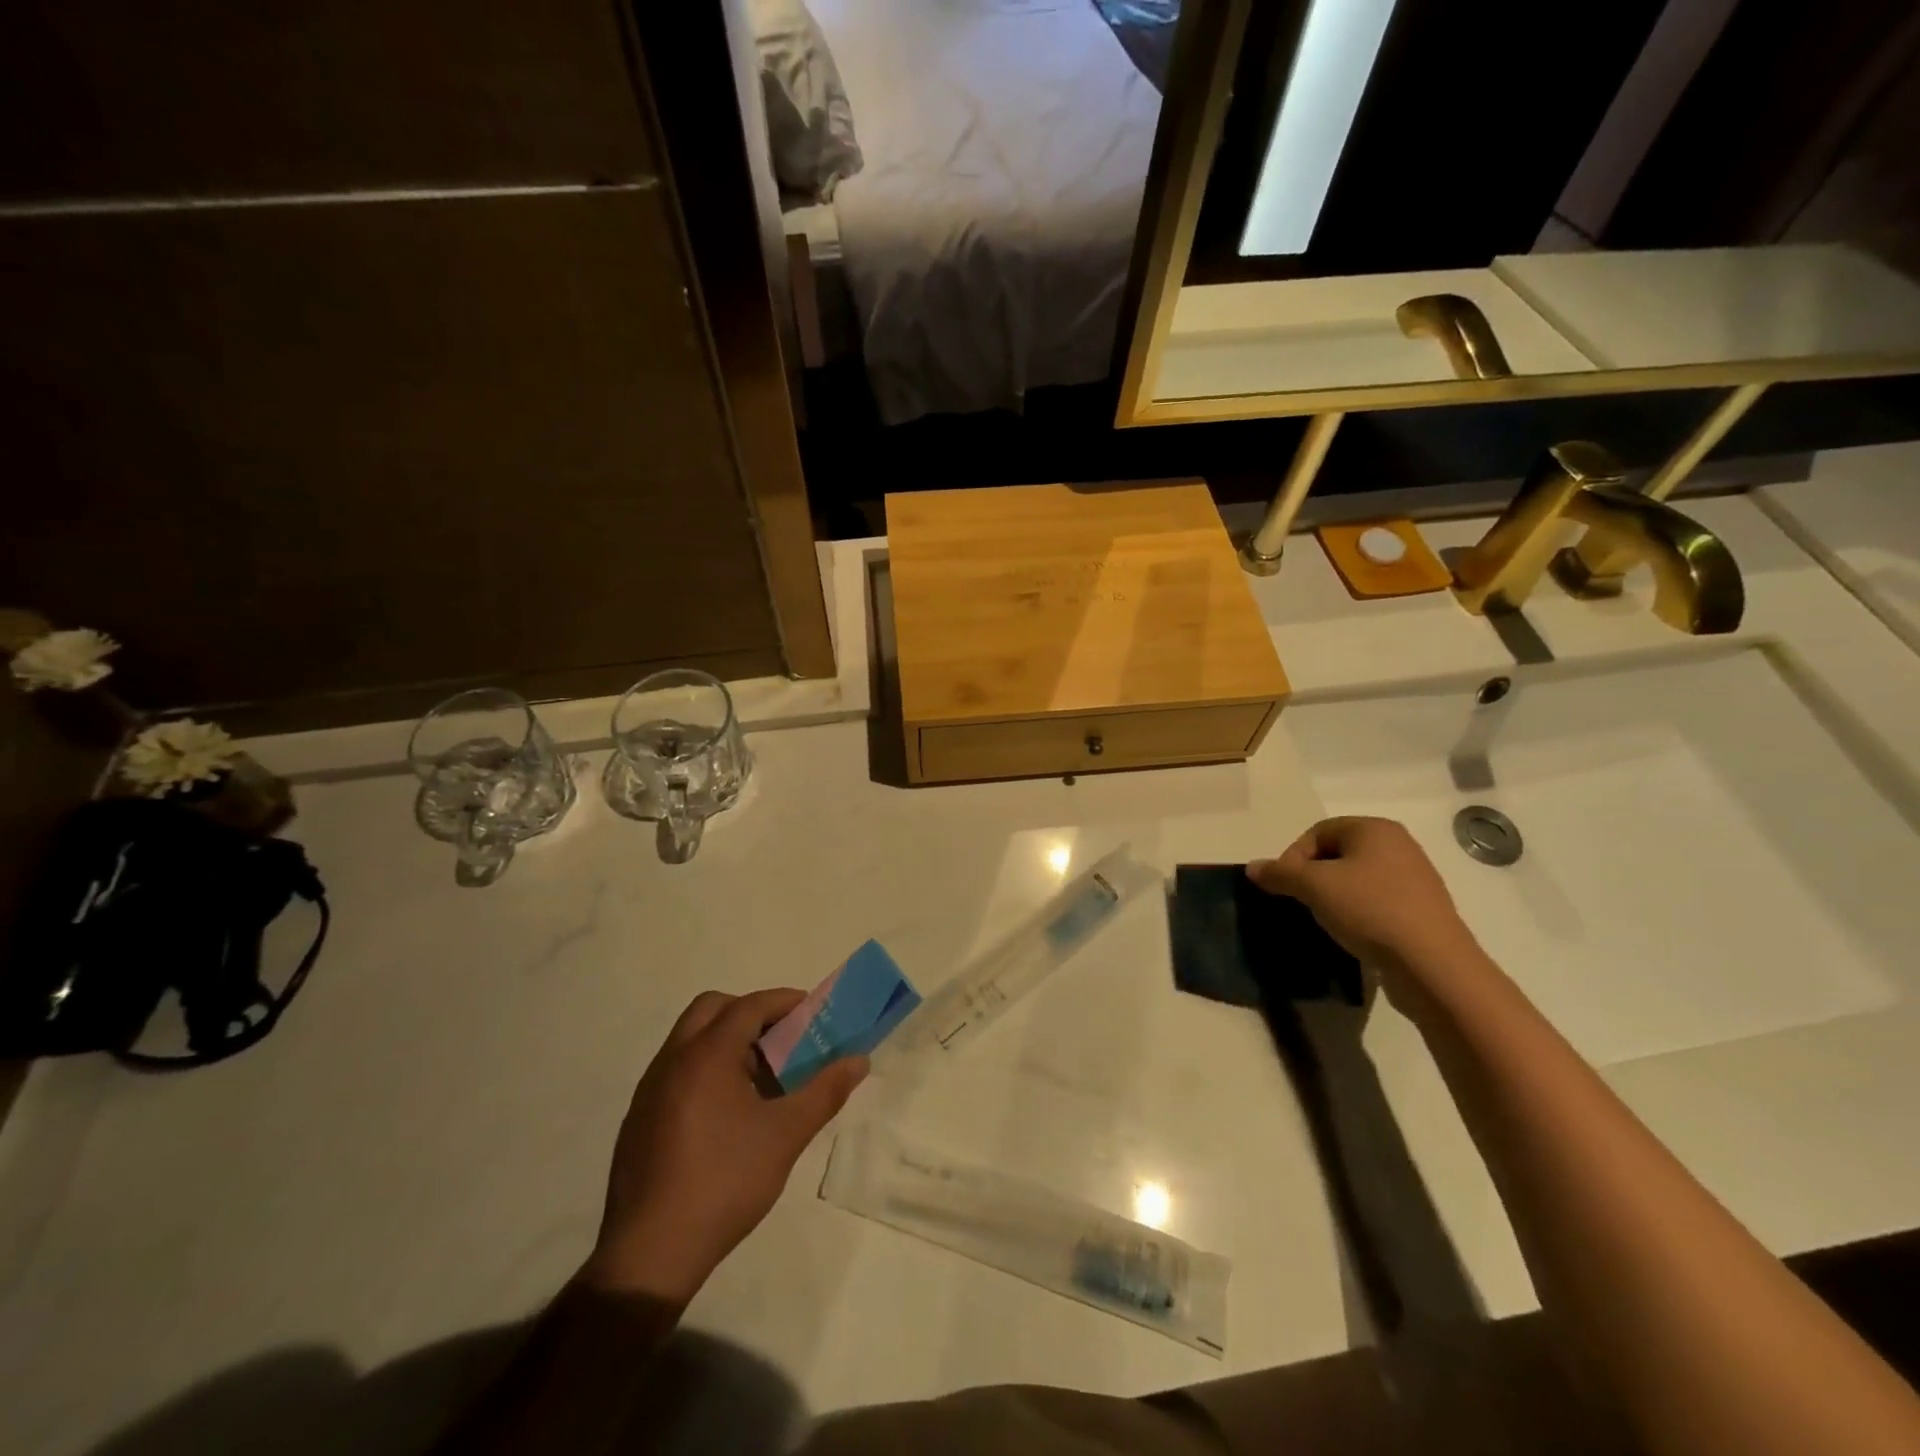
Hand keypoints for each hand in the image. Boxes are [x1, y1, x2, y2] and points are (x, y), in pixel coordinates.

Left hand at [580, 989, 867, 1305]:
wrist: (650, 1253)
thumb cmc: (725, 1182)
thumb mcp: (785, 1135)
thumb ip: (825, 1092)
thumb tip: (859, 1061)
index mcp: (706, 1055)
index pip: (749, 1006)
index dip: (784, 1002)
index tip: (813, 1012)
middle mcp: (673, 1059)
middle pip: (712, 1009)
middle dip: (750, 1012)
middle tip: (782, 1039)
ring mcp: (650, 1089)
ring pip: (691, 1038)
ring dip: (727, 1040)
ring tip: (761, 1076)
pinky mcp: (640, 1117)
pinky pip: (677, 1068)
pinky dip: (706, 1067)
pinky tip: (729, 1111)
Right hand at [1248, 817, 1483, 1001]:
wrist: (1433, 965)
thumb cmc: (1370, 910)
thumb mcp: (1313, 887)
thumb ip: (1279, 873)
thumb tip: (1253, 868)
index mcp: (1375, 829)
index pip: (1317, 832)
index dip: (1293, 857)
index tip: (1284, 887)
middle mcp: (1399, 845)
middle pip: (1338, 854)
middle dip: (1312, 877)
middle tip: (1301, 902)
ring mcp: (1415, 878)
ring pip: (1357, 879)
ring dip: (1334, 896)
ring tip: (1324, 920)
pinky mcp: (1422, 910)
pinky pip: (1377, 901)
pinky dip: (1358, 912)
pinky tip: (1352, 933)